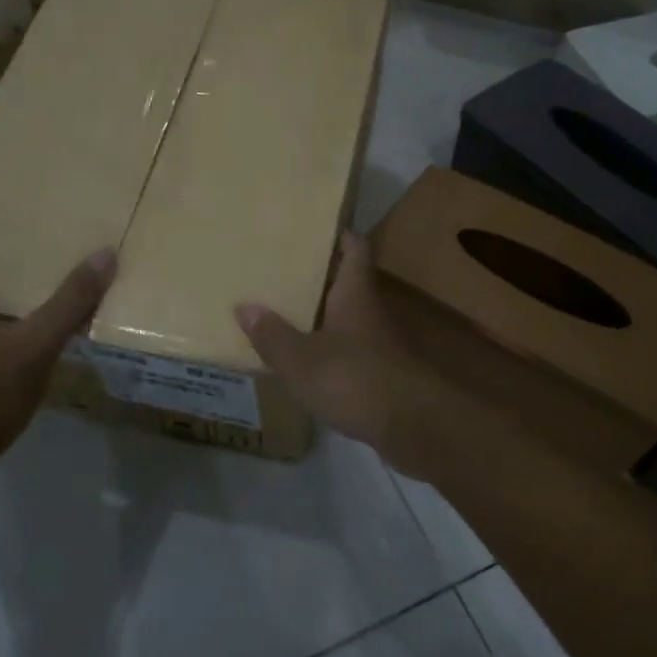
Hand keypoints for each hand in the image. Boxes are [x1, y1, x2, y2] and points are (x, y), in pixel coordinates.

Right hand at [234, 232, 434, 453]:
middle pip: (347, 283)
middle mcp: (370, 311)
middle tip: (281, 271)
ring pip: (347, 318)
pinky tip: (304, 359)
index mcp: (355, 294)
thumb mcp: (301, 359)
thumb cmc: (354, 379)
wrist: (412, 426)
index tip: (315, 229)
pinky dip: (328, 348)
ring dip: (321, 314)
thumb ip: (272, 334)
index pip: (355, 249)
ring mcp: (379, 344)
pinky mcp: (380, 373)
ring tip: (283, 312)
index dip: (340, 236)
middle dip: (319, 276)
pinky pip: (349, 349)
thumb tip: (244, 306)